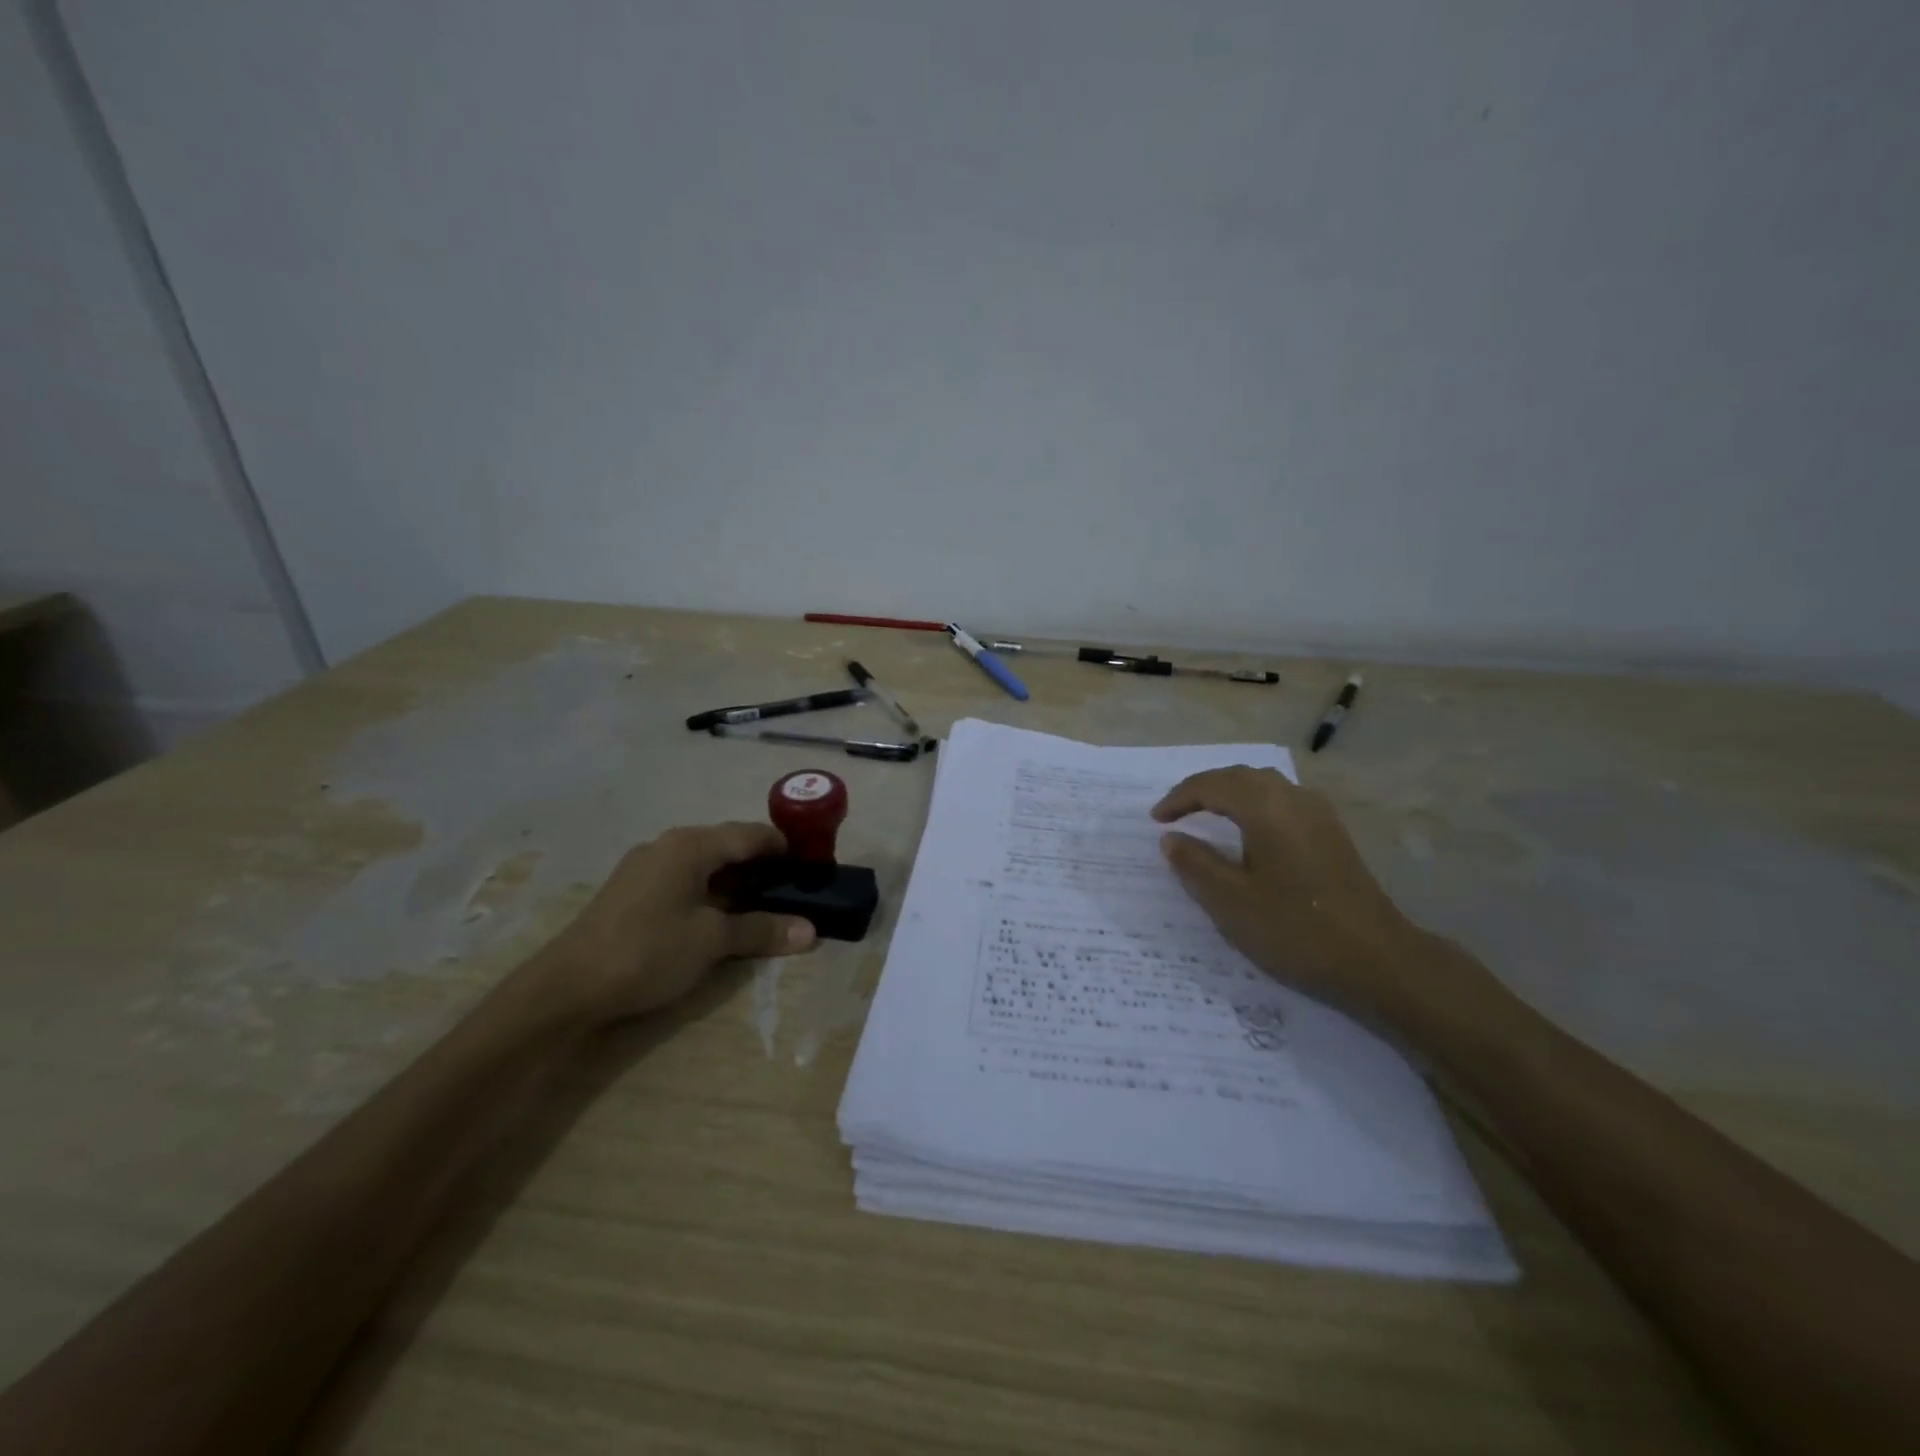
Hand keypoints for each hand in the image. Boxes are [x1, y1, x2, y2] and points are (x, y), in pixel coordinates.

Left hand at [537, 822, 816, 1027]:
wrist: (566, 989)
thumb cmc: (647, 952)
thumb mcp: (712, 941)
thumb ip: (762, 930)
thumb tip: (810, 931)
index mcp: (691, 845)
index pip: (751, 834)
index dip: (785, 847)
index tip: (813, 866)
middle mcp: (668, 846)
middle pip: (729, 846)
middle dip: (763, 867)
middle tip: (795, 890)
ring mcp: (646, 868)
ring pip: (706, 865)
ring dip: (738, 883)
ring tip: (767, 906)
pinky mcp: (633, 893)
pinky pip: (686, 881)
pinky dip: (712, 893)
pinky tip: (722, 918)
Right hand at [1152, 767, 1491, 1032]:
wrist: (1378, 961)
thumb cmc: (1296, 930)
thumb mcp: (1230, 902)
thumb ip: (1195, 864)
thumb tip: (1171, 838)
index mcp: (1266, 809)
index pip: (1211, 786)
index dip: (1178, 799)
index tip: (1156, 821)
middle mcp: (1294, 800)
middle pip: (1240, 777)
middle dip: (1203, 789)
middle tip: (1176, 812)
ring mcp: (1319, 815)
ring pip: (1265, 785)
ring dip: (1230, 793)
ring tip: (1207, 815)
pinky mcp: (1333, 835)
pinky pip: (1283, 801)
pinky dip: (1255, 804)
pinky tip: (1251, 831)